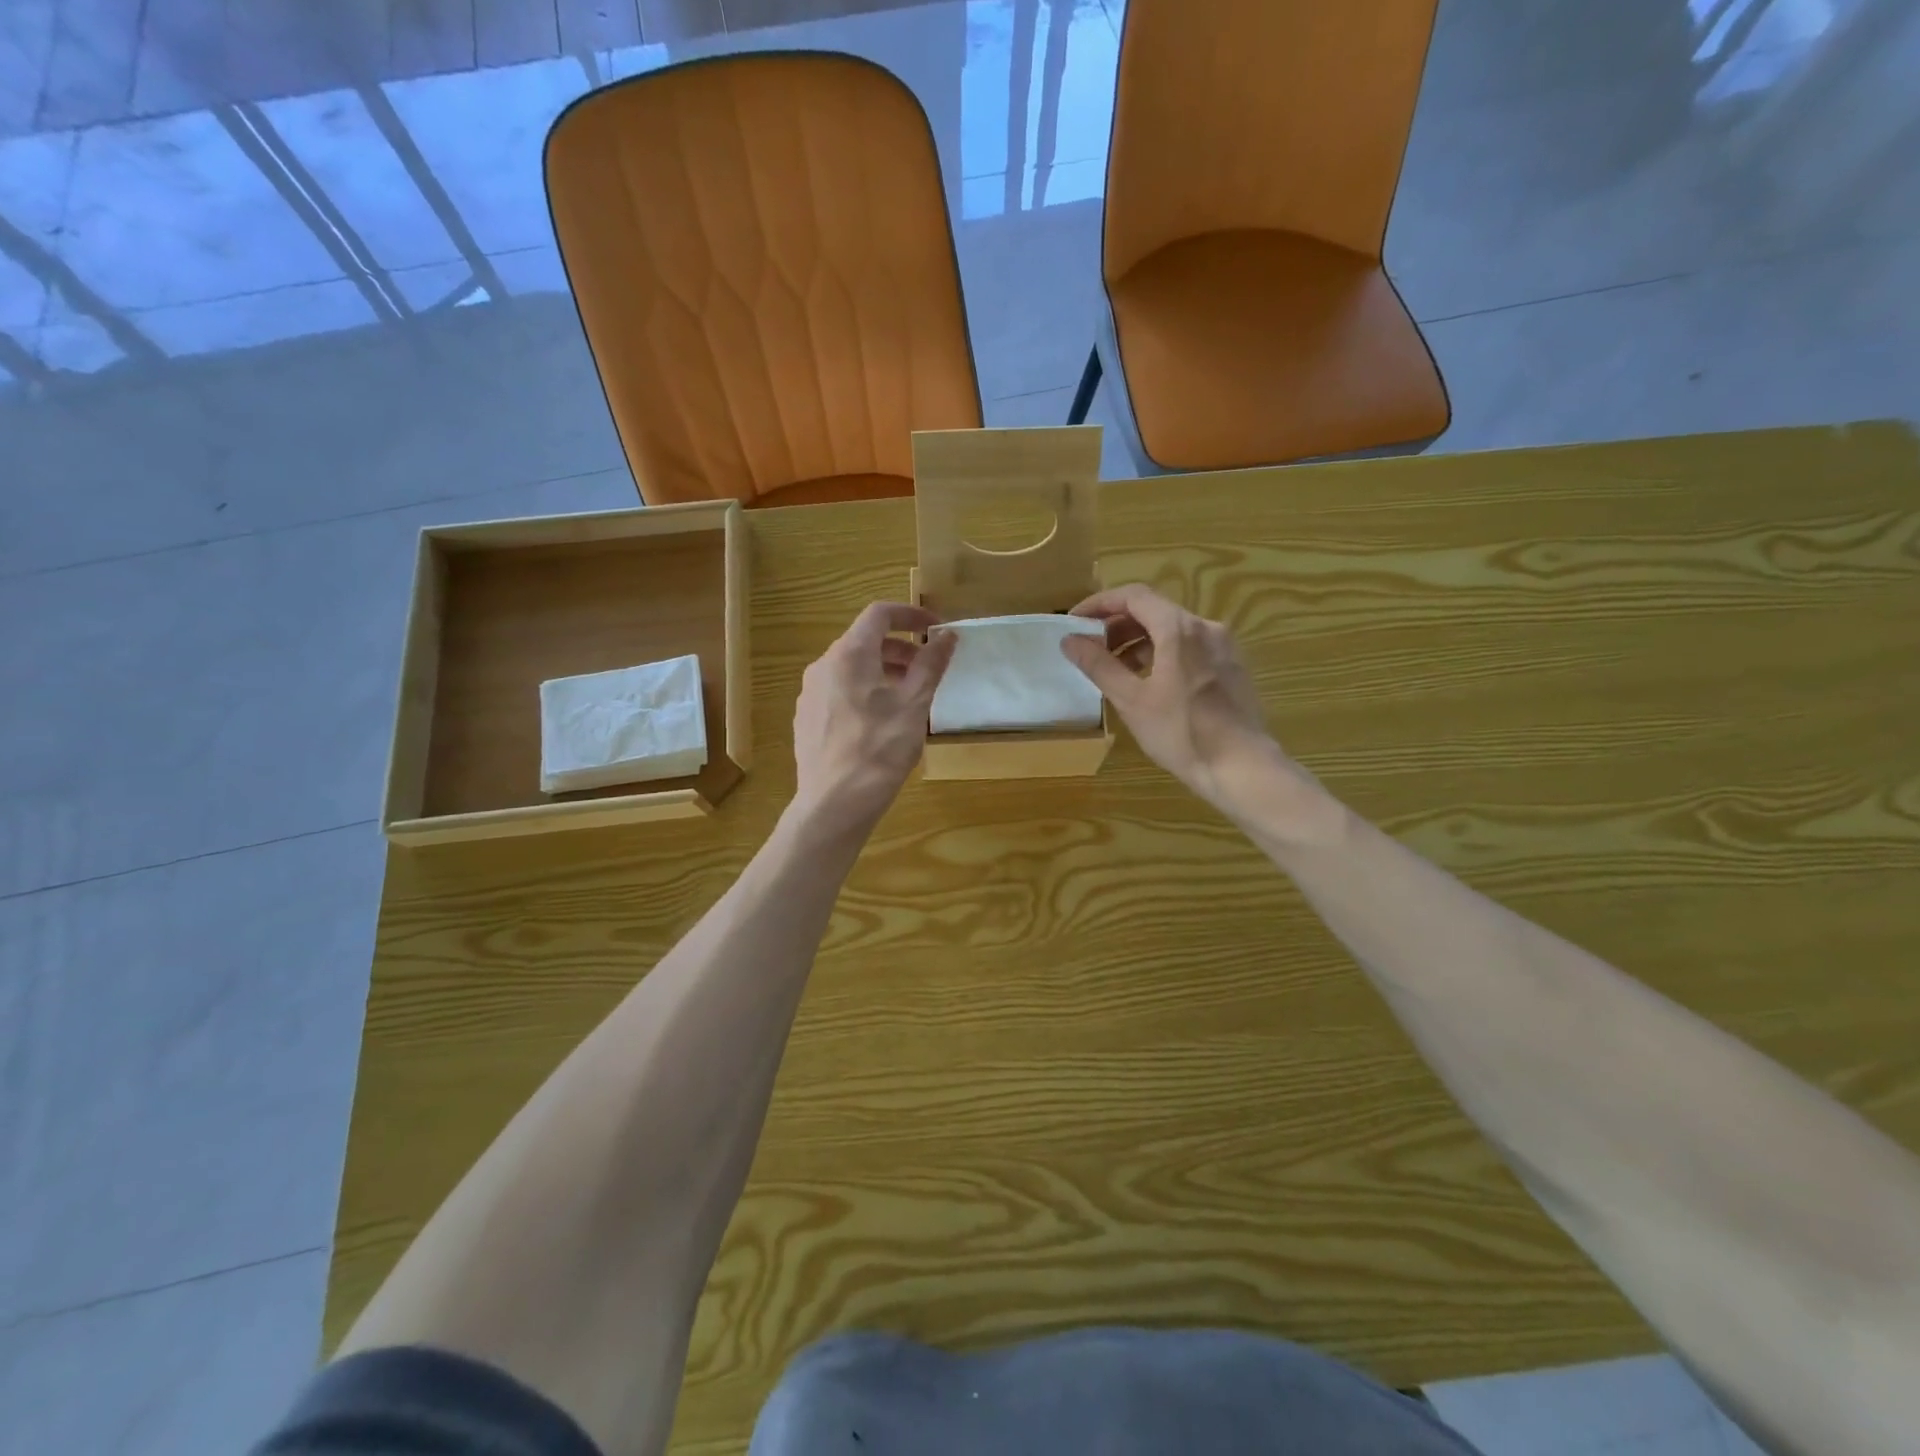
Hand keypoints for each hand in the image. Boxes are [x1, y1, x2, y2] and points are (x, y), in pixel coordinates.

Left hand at [790, 602, 955, 837]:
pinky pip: (839, 690)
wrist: (834, 803)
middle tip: (928, 668)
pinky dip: (864, 690)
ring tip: (909, 696)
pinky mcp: (807, 717)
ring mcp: (810, 693)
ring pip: (851, 667)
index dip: (911, 614)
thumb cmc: (880, 749)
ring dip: (883, 670)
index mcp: (849, 654)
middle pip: (864, 641)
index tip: (936, 629)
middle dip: (901, 648)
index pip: (880, 614)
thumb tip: (947, 635)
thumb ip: (931, 664)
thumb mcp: (914, 705)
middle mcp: (823, 665)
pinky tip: (880, 720)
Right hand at [1061, 584, 1287, 813]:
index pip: (1133, 596)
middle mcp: (1205, 627)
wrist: (1242, 767)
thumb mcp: (1131, 700)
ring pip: (1172, 629)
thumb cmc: (1181, 733)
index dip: (1099, 603)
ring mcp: (1223, 646)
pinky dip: (1162, 653)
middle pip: (1154, 610)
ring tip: (1115, 669)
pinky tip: (1148, 682)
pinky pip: (1189, 646)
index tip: (1074, 622)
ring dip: (1139, 641)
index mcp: (1179, 629)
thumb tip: (1070, 640)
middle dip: (1117, 625)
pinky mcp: (1231, 666)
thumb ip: (1098, 665)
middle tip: (1090, 648)